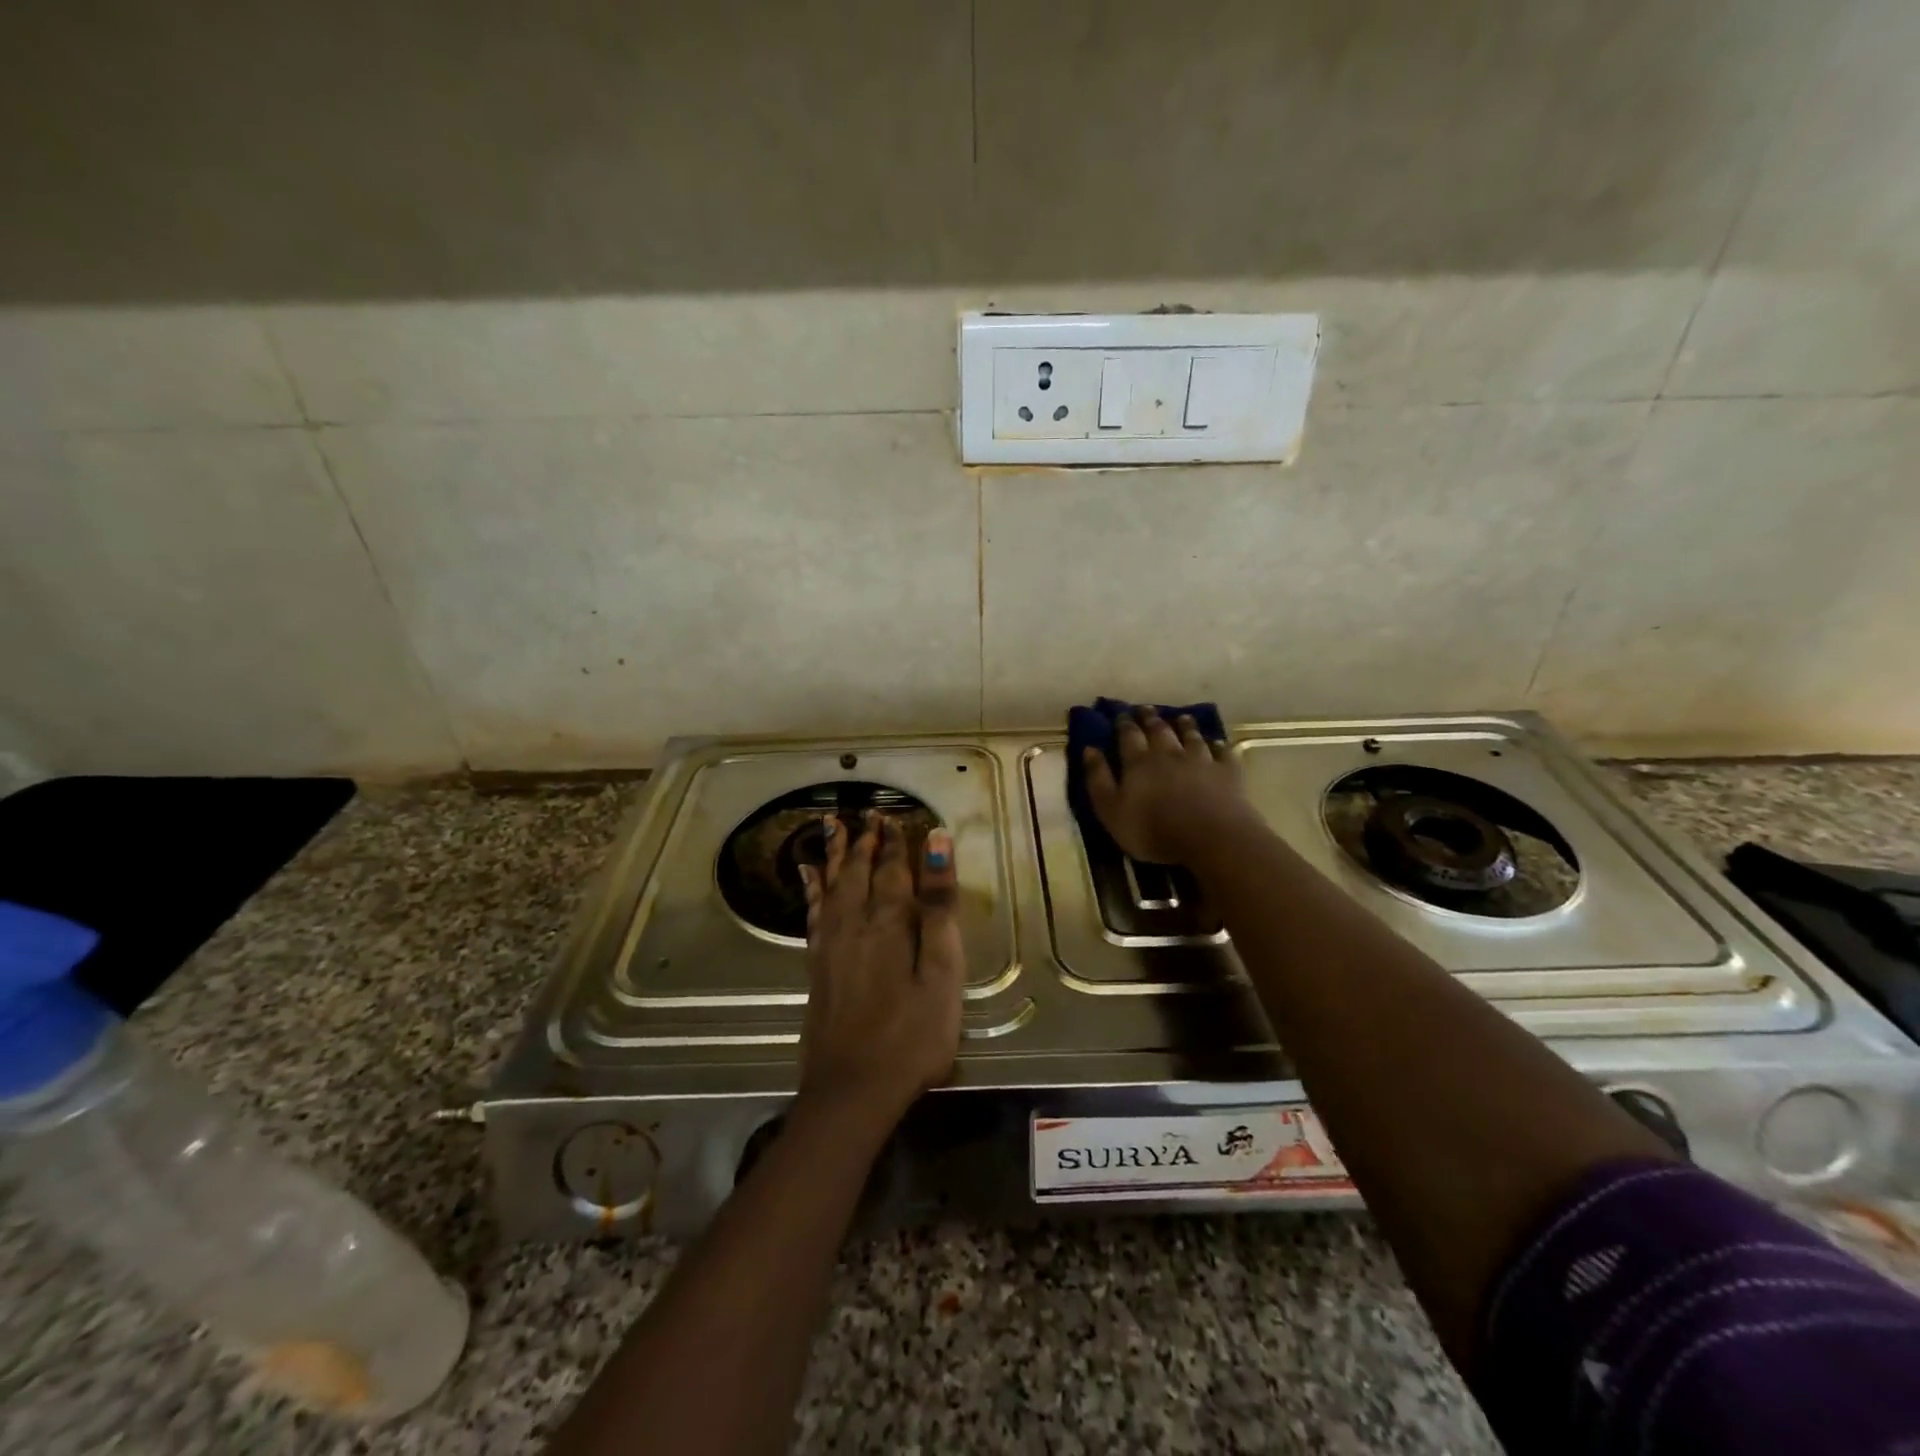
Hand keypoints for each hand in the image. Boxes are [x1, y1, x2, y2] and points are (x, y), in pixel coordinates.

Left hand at [795, 812, 962, 1135]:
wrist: (853, 1090)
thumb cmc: (912, 1035)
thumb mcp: (941, 972)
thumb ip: (939, 907)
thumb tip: (936, 843)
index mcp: (888, 923)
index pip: (892, 870)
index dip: (894, 843)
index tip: (893, 818)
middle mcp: (854, 924)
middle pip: (856, 872)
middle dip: (862, 842)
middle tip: (863, 815)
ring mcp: (830, 947)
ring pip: (831, 887)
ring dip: (834, 856)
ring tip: (831, 827)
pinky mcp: (816, 968)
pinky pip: (812, 913)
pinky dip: (812, 890)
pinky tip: (809, 879)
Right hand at [1082, 708, 1252, 865]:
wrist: (1209, 837)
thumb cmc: (1152, 829)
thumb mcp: (1111, 810)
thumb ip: (1098, 779)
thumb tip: (1089, 749)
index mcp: (1138, 762)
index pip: (1128, 736)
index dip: (1123, 724)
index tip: (1120, 714)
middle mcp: (1169, 753)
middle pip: (1159, 730)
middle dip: (1150, 718)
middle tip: (1146, 709)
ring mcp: (1201, 760)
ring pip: (1191, 736)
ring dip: (1185, 725)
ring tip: (1182, 717)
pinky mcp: (1226, 771)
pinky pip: (1222, 752)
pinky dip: (1218, 745)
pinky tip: (1217, 742)